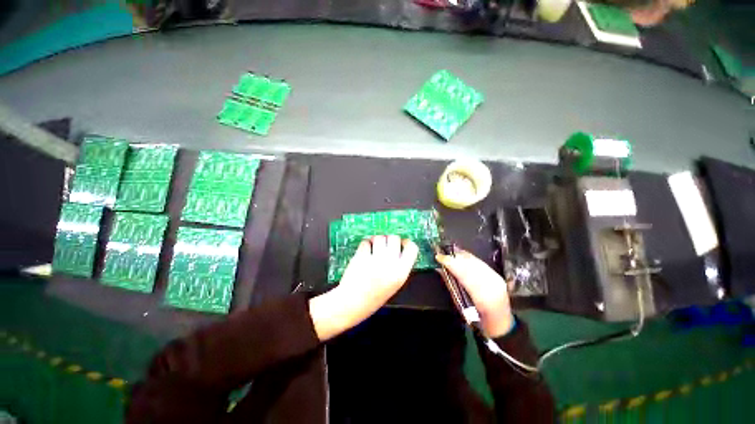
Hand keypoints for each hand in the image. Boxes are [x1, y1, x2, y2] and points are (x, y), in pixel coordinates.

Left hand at [309, 235, 418, 340]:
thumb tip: (399, 247)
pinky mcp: (361, 256)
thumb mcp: (395, 284)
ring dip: (375, 240)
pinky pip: (365, 242)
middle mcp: (390, 263)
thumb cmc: (375, 296)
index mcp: (401, 272)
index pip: (412, 248)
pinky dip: (364, 244)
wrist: (353, 304)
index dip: (406, 242)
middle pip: (394, 238)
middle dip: (389, 239)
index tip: (400, 243)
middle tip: (383, 246)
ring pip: (379, 237)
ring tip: (372, 249)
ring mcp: (375, 259)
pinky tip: (363, 252)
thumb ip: (399, 266)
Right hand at [436, 249, 513, 337]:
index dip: (451, 263)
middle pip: (471, 265)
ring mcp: (497, 279)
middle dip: (455, 257)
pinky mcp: (497, 275)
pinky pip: (480, 263)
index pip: (464, 274)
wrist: (499, 322)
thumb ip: (451, 284)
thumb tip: (440, 268)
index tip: (439, 257)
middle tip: (443, 253)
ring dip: (462, 256)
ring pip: (476, 262)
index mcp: (482, 297)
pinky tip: (461, 256)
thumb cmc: (475, 318)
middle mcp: (492, 285)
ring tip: (450, 253)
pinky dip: (469, 258)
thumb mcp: (459, 303)